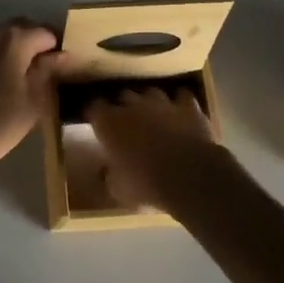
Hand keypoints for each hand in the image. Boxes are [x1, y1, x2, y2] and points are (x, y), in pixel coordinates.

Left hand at [0, 20, 65, 177]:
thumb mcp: (34, 100)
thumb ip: (48, 72)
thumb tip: (61, 56)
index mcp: (15, 38)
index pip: (47, 32)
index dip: (60, 47)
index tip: (67, 66)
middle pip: (23, 28)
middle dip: (38, 43)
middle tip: (50, 69)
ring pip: (3, 38)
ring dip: (18, 49)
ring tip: (28, 77)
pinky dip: (1, 57)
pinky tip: (4, 82)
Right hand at [85, 85, 223, 210]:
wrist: (189, 176)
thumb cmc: (146, 184)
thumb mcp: (118, 190)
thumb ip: (109, 176)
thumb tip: (105, 172)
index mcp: (109, 123)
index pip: (94, 108)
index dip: (95, 114)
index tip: (95, 122)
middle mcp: (133, 106)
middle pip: (123, 96)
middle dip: (123, 107)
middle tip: (126, 123)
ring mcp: (162, 103)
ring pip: (151, 93)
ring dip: (151, 103)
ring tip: (154, 117)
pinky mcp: (188, 107)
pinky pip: (183, 97)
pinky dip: (181, 104)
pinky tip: (182, 114)